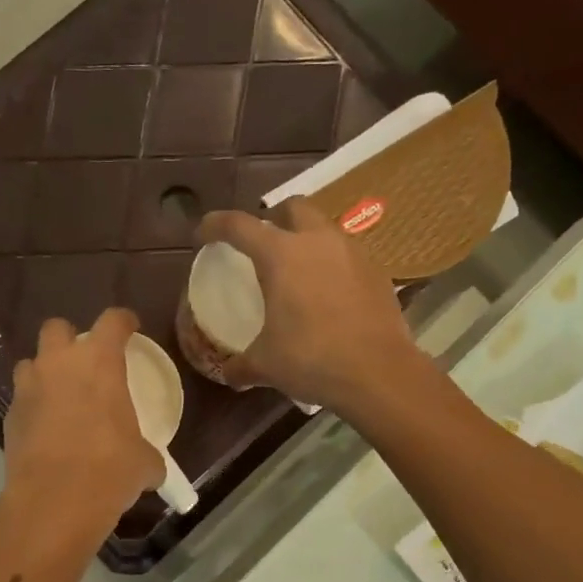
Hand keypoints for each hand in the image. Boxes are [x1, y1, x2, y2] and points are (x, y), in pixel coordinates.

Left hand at [3, 307, 164, 536]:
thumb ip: (146, 454)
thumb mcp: (143, 462)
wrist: (55, 500)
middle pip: (57, 328)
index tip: (130, 327)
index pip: (112, 321)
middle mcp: (59, 364)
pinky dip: (33, 408)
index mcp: (99, 363)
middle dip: (69, 338)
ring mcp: (28, 389)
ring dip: (44, 372)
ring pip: (31, 363)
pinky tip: (46, 430)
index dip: (123, 321)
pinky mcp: (9, 417)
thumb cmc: (110, 470)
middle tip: (84, 361)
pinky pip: (22, 400)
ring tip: (59, 395)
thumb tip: (150, 468)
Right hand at [197, 199, 428, 415]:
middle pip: (292, 207)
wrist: (378, 373)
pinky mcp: (377, 271)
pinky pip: (348, 255)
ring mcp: (352, 252)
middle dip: (273, 218)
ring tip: (298, 269)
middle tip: (263, 244)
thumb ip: (241, 365)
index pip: (238, 225)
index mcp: (280, 255)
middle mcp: (317, 241)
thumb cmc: (312, 360)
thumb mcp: (266, 365)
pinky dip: (332, 264)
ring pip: (324, 228)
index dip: (215, 226)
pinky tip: (329, 292)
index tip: (204, 235)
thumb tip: (229, 373)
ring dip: (306, 238)